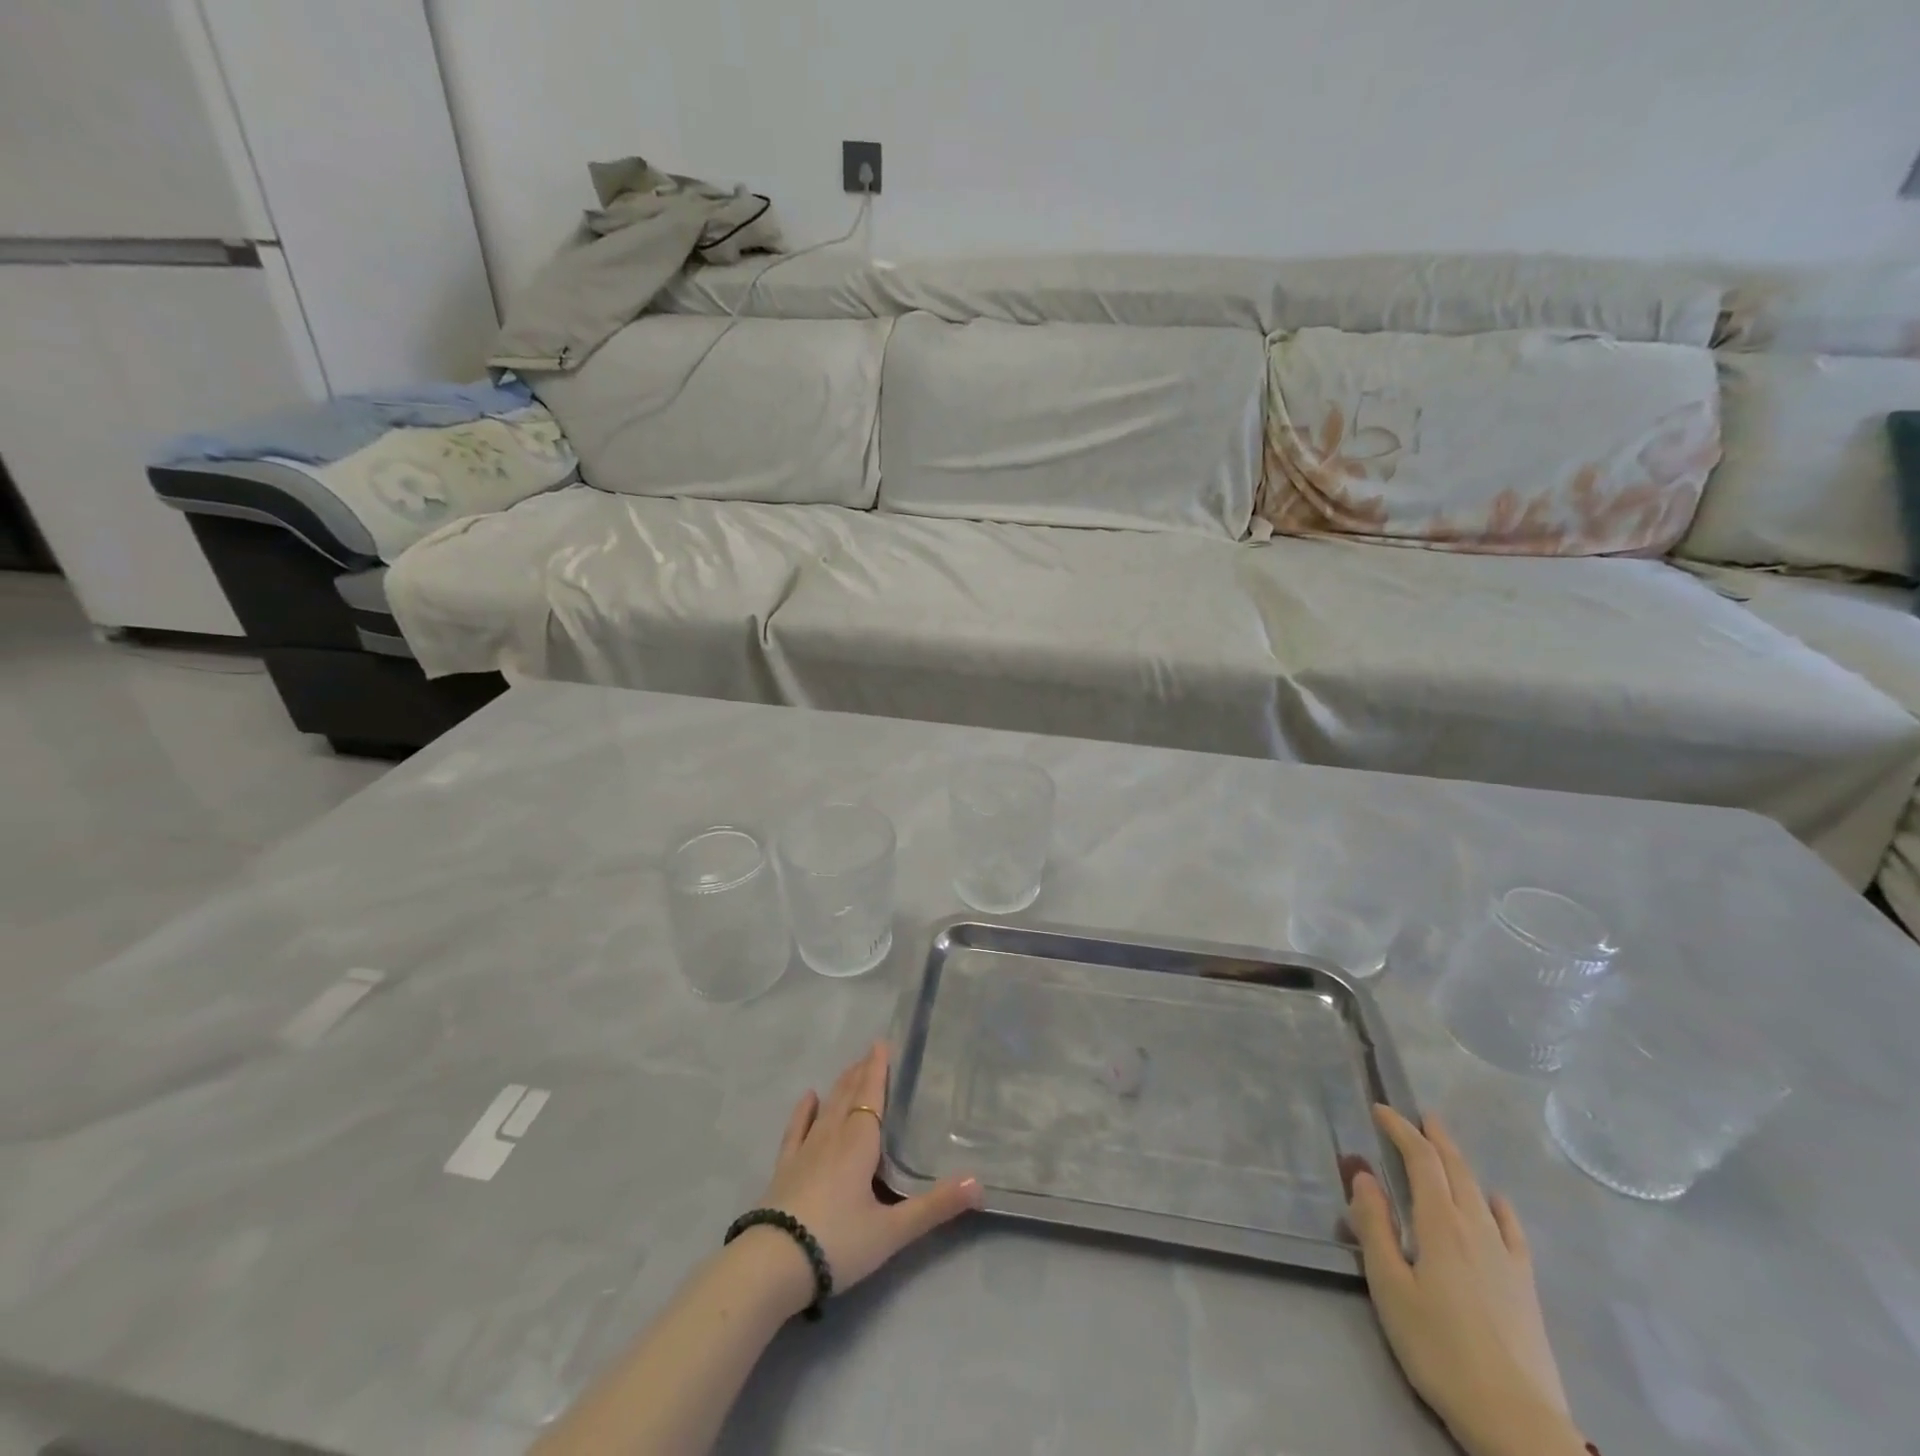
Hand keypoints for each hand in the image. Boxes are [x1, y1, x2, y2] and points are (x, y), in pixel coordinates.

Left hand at [758, 1042, 982, 1302]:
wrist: (773, 1265)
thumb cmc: (838, 1242)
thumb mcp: (892, 1230)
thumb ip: (934, 1206)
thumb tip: (979, 1183)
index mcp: (859, 1143)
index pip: (871, 1096)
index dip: (878, 1070)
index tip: (882, 1043)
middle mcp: (832, 1137)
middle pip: (849, 1096)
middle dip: (861, 1073)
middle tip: (870, 1052)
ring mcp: (805, 1151)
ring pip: (827, 1108)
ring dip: (839, 1086)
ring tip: (849, 1068)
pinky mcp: (785, 1168)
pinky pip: (796, 1130)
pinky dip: (803, 1112)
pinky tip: (808, 1098)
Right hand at [1346, 1106, 1587, 1455]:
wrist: (1516, 1421)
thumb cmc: (1439, 1349)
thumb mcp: (1390, 1287)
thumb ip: (1374, 1227)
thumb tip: (1364, 1175)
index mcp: (1440, 1225)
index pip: (1421, 1161)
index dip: (1400, 1130)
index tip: (1380, 1110)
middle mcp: (1475, 1229)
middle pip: (1456, 1170)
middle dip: (1434, 1138)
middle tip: (1417, 1116)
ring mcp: (1506, 1258)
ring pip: (1481, 1193)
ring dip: (1461, 1163)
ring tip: (1446, 1147)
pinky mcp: (1524, 1286)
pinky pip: (1512, 1230)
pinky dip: (1499, 1206)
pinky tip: (1496, 1202)